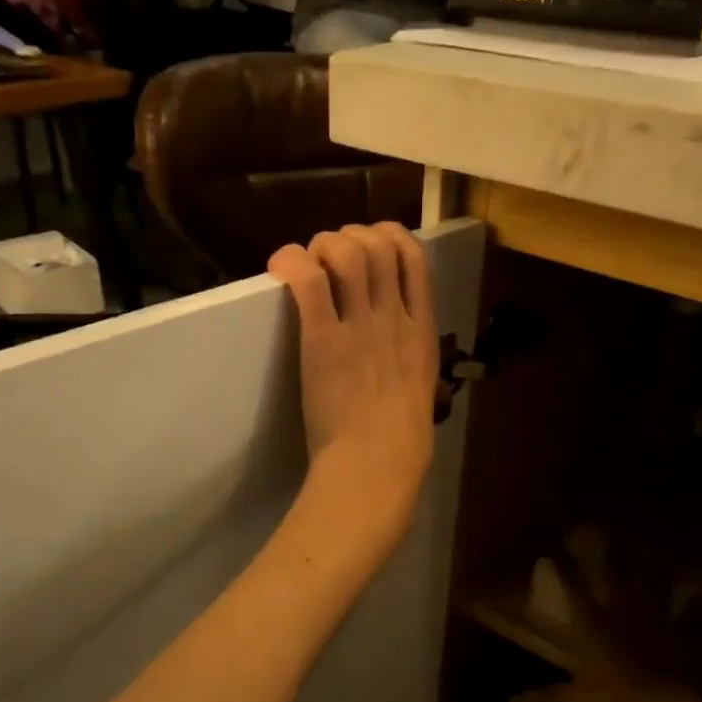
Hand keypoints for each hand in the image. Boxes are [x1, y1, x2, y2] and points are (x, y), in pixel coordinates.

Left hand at [268, 223, 438, 535]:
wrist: (377, 465)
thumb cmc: (400, 441)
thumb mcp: (420, 388)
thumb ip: (409, 358)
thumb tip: (395, 350)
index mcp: (422, 331)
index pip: (415, 258)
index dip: (390, 235)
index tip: (369, 243)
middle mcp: (394, 319)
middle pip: (378, 244)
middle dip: (349, 236)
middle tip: (327, 256)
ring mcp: (360, 327)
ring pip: (346, 252)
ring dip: (321, 246)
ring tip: (305, 263)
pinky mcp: (323, 341)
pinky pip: (309, 281)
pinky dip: (292, 262)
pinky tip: (280, 267)